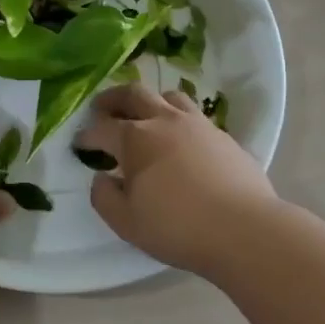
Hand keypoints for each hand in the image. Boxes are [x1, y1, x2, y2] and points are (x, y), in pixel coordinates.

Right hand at [74, 82, 276, 275]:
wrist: (245, 230)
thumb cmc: (178, 227)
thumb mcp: (126, 222)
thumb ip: (104, 197)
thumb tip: (102, 178)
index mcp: (135, 138)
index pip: (101, 128)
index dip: (86, 135)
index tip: (79, 144)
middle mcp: (164, 121)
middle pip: (134, 94)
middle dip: (113, 99)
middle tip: (102, 108)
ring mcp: (198, 124)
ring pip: (169, 96)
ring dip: (151, 102)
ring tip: (146, 116)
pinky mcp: (224, 136)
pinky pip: (196, 116)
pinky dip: (180, 120)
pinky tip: (181, 140)